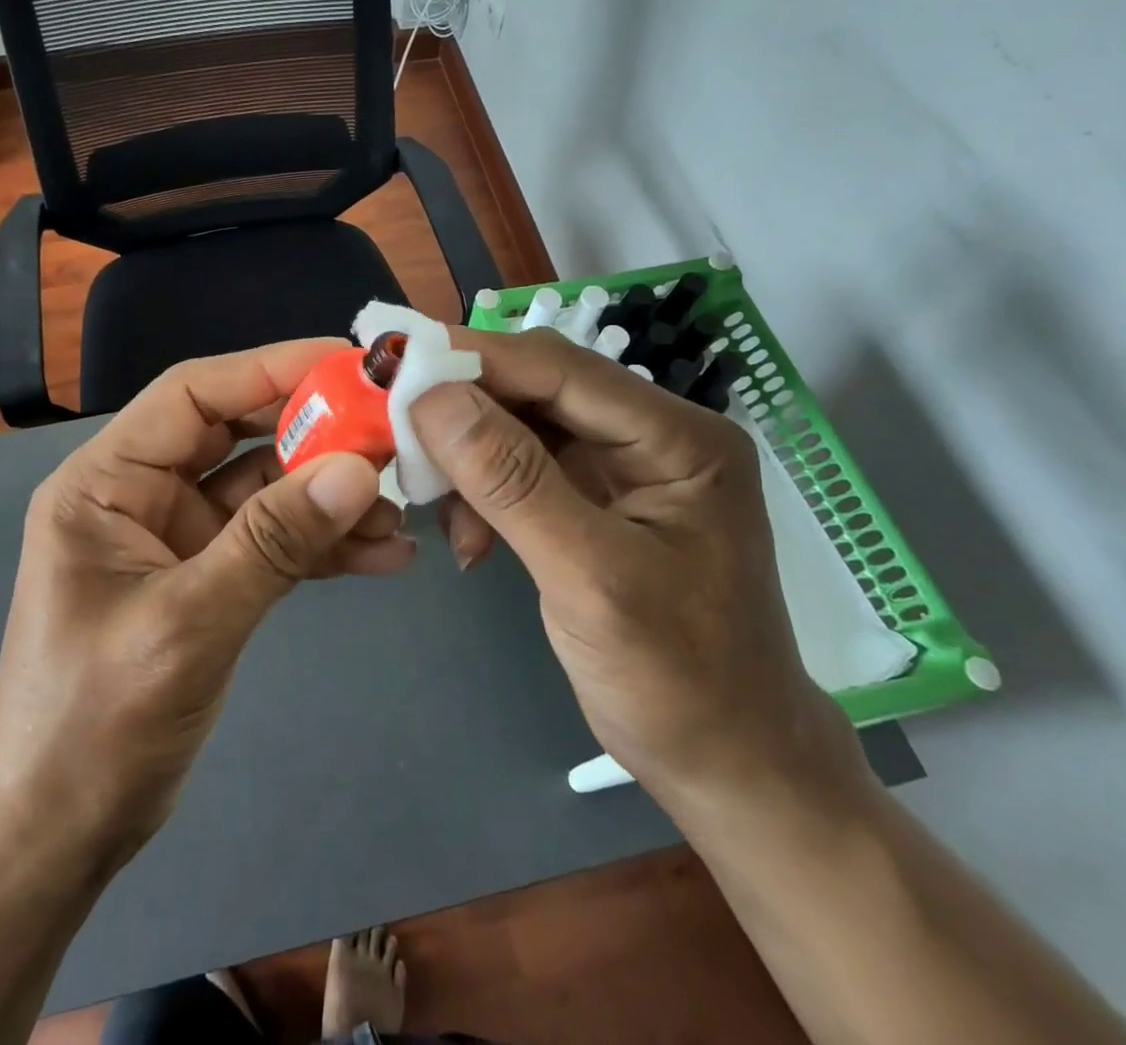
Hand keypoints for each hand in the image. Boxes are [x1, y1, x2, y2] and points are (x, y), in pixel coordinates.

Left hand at [0, 339, 411, 860]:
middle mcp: (139, 494)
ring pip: (263, 491)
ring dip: (327, 498)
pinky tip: (381, 557)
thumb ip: (273, 543)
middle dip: (312, 435)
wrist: (55, 839)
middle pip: (236, 435)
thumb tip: (358, 470)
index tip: (347, 363)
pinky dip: (320, 546)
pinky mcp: (204, 579)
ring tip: (397, 513)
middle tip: (388, 434)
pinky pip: (270, 543)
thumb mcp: (187, 623)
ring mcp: (174, 538)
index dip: (270, 368)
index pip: (194, 393)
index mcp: (105, 481)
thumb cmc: (93, 725)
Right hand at [411, 328, 862, 804]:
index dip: (476, 359)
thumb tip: (434, 397)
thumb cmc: (679, 682)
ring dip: (470, 459)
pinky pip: (524, 468)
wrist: (728, 766)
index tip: (397, 363)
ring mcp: (625, 467)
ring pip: (523, 426)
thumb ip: (512, 482)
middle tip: (400, 434)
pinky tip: (470, 537)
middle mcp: (653, 435)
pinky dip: (485, 492)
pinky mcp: (597, 500)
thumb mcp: (590, 580)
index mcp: (678, 437)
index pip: (562, 368)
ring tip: (438, 508)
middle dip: (466, 411)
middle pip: (539, 389)